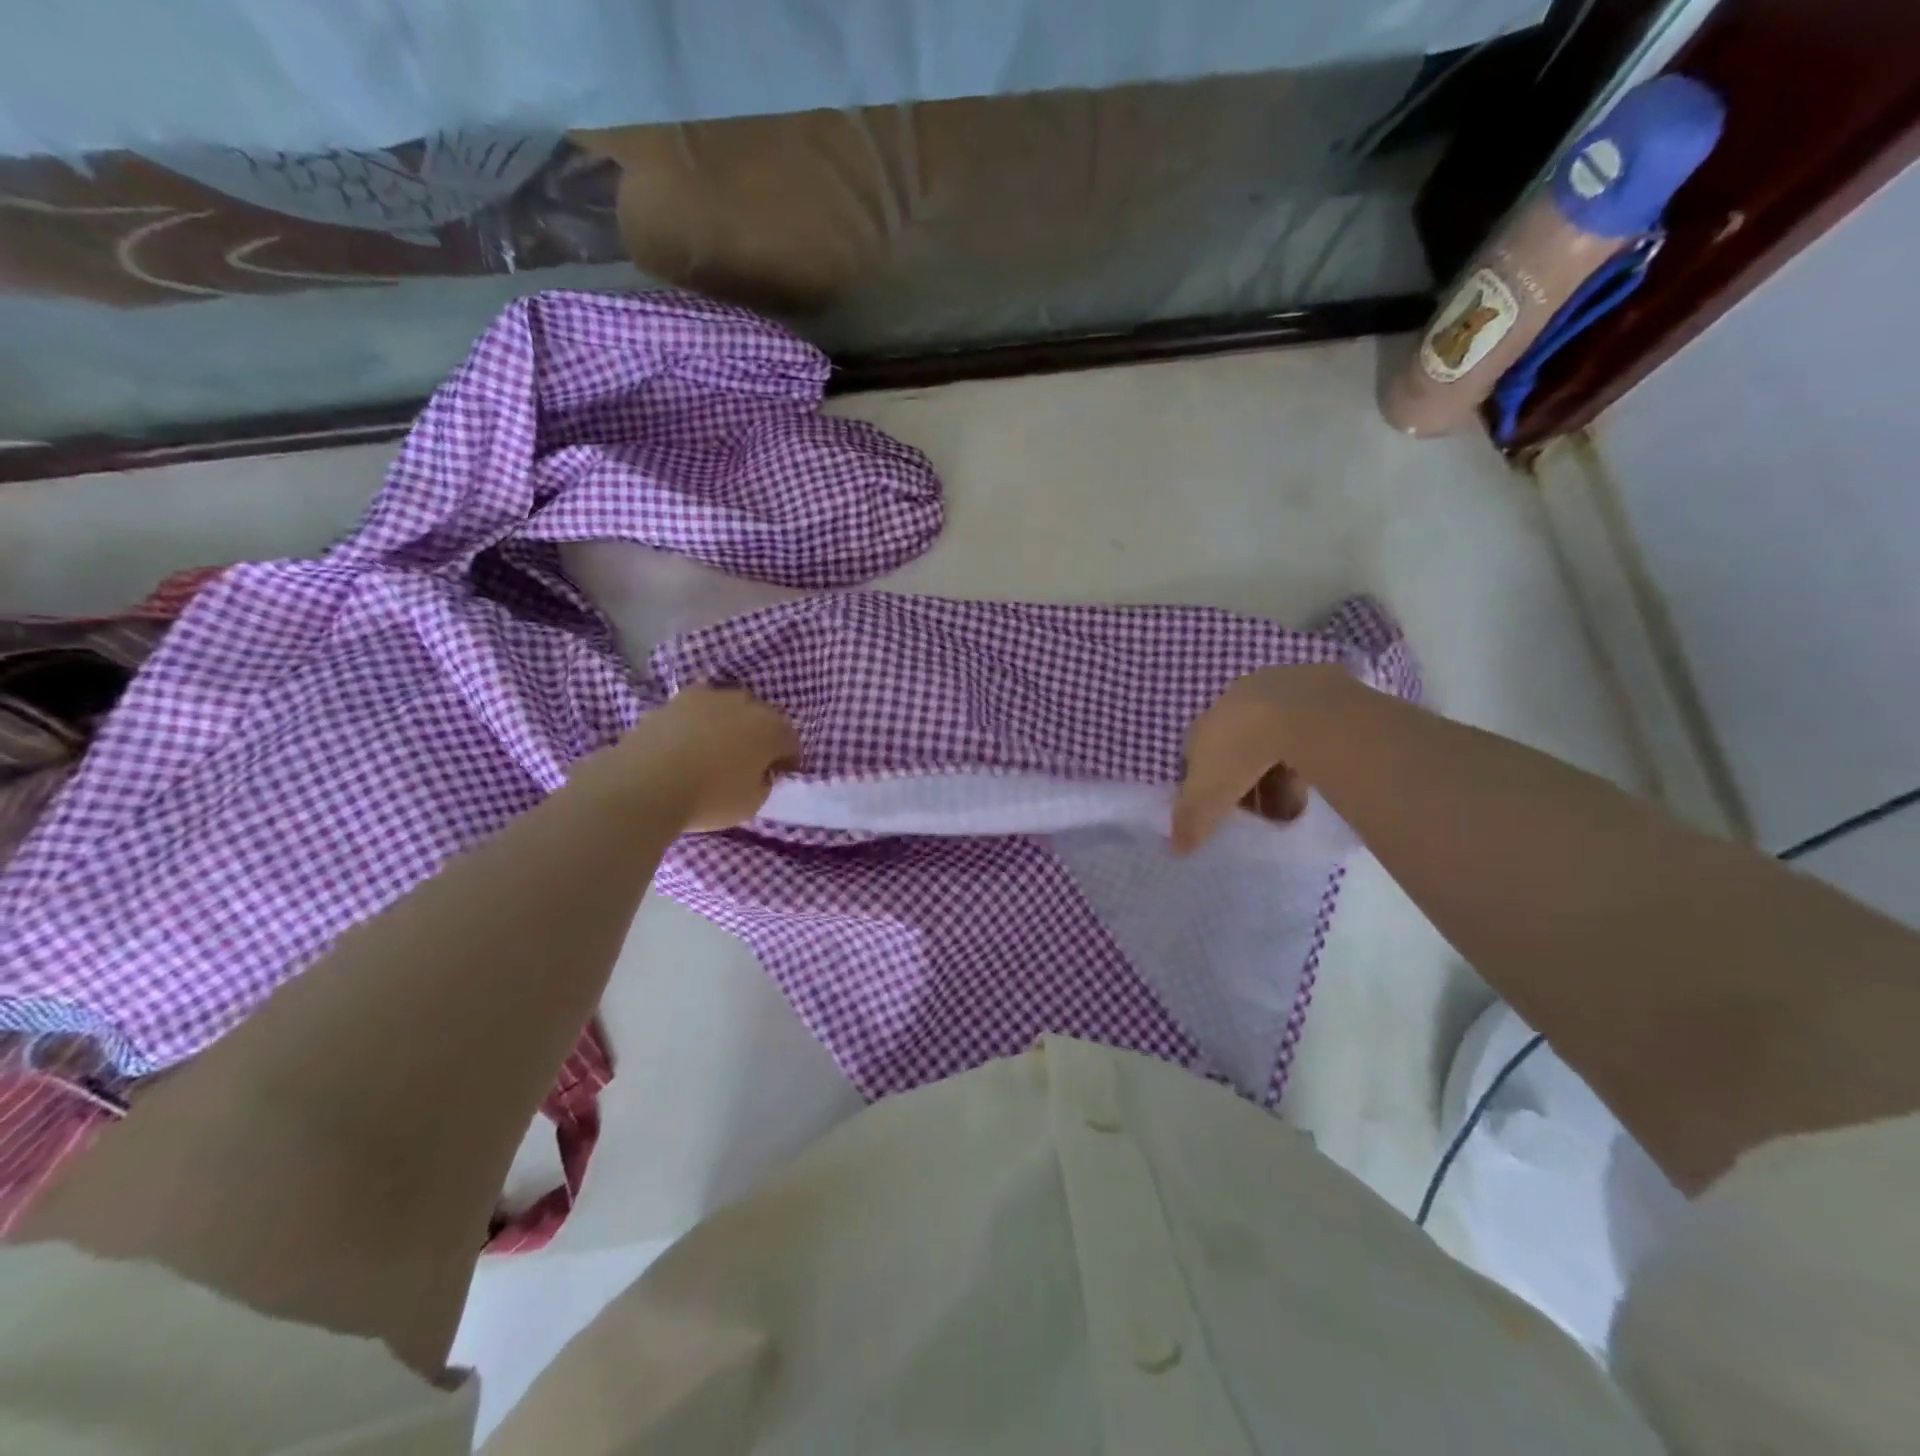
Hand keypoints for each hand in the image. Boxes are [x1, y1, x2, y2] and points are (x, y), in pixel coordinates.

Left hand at [611, 684, 800, 831]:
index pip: (790, 741)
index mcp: (770, 727)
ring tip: (715, 749)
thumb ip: (763, 783)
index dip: (788, 761)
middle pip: (761, 717)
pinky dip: (697, 725)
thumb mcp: (752, 803)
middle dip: (760, 736)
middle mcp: (742, 703)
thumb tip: (759, 772)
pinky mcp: (672, 702)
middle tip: (750, 761)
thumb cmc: (710, 798)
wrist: (644, 784)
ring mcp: (705, 697)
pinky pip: (696, 712)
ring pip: (727, 708)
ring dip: (728, 724)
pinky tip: (687, 746)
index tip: (779, 777)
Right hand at [1172, 664, 1352, 852]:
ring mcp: (1273, 698)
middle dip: (1242, 783)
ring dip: (1275, 775)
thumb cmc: (1239, 753)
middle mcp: (1232, 707)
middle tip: (1256, 813)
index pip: (1195, 759)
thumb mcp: (1207, 796)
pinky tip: (1314, 784)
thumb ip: (1190, 822)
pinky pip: (1303, 738)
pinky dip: (1304, 760)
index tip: (1217, 812)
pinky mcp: (1313, 698)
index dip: (1204, 787)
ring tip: (1290, 808)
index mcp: (1202, 727)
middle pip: (1234, 751)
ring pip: (1269, 745)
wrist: (1301, 712)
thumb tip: (1176, 848)